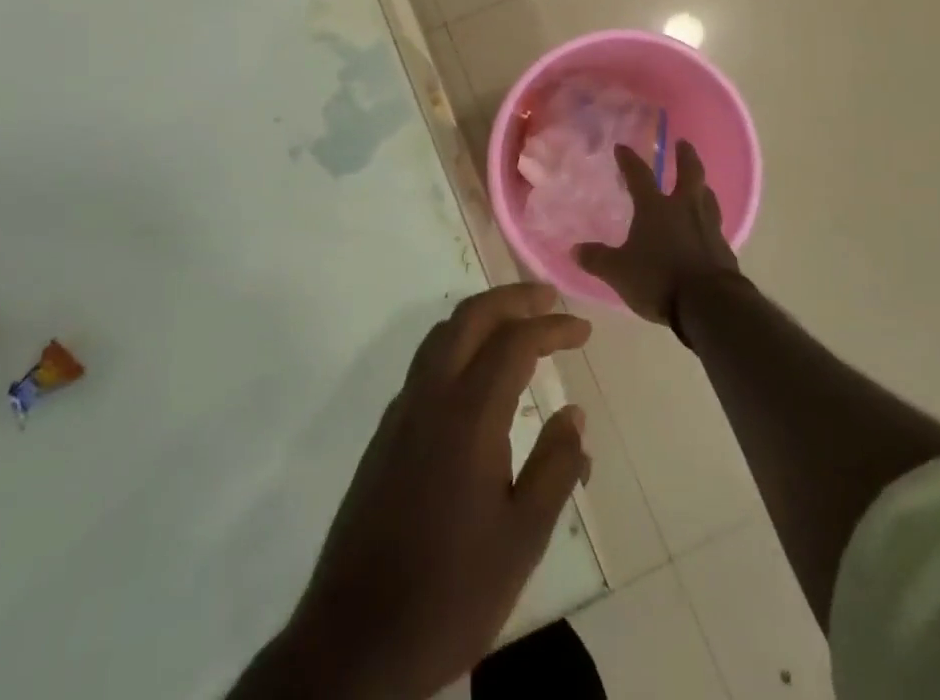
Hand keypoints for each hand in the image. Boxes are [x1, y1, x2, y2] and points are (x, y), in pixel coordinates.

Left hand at [251, 284, 591, 699]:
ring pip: (442, 335)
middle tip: (549, 298)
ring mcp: (401, 412)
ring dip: (482, 316)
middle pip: (470, 317)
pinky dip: (458, 344)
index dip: (552, 328)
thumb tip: (574, 413)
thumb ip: (555, 468)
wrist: (356, 641)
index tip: (583, 329)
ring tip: (517, 323)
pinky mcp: (385, 434)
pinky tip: (476, 374)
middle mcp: (430, 397)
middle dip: (512, 299)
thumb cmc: (451, 591)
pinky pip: (426, 363)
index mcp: (468, 415)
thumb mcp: (523, 539)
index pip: (514, 342)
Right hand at [574, 140, 740, 327]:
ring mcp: (709, 227)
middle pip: (689, 173)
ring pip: (708, 197)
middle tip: (683, 143)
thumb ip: (598, 259)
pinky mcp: (724, 249)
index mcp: (656, 208)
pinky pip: (715, 225)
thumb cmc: (659, 279)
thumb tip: (575, 249)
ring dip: (702, 187)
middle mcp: (685, 209)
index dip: (629, 160)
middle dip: (685, 156)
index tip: (622, 147)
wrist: (709, 304)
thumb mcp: (619, 272)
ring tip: (700, 184)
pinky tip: (707, 228)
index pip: (639, 175)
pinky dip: (709, 220)